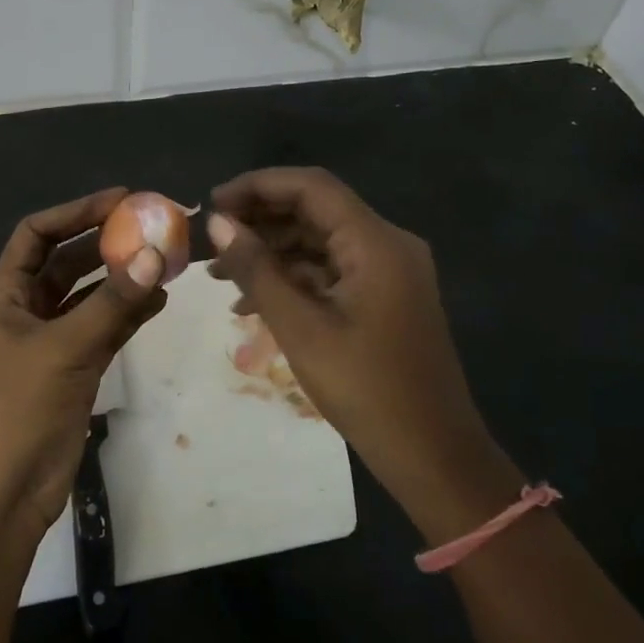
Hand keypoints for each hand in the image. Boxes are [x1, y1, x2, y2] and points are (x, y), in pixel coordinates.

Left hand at [0, 188, 167, 537]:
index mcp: (7, 297)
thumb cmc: (16, 410)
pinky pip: (104, 330)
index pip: (37, 235)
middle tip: (152, 228)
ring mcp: (51, 344)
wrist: (0, 495)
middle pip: (68, 263)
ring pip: (91, 298)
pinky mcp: (73, 373)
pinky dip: (128, 314)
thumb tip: (155, 254)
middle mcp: (27, 313)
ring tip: (165, 262)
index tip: (120, 200)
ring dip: (123, 279)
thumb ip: (112, 303)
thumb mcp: (64, 349)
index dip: (75, 212)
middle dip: (106, 244)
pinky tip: (158, 301)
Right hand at [206, 168, 502, 520]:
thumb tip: (218, 224)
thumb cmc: (366, 390)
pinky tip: (251, 302)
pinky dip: (291, 278)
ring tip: (219, 275)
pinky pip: (330, 270)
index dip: (257, 186)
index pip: (311, 187)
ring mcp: (388, 271)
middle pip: (314, 210)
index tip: (212, 203)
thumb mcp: (300, 328)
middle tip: (211, 240)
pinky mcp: (383, 297)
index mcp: (376, 243)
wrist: (433, 456)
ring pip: (318, 242)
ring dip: (270, 253)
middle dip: (259, 221)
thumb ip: (257, 269)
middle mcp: (386, 245)